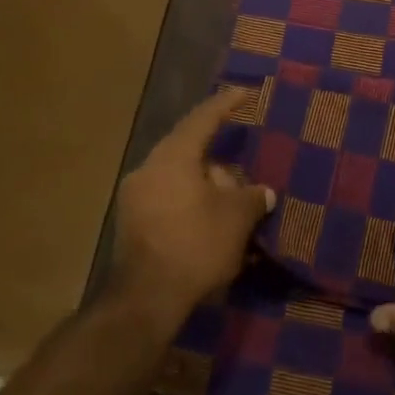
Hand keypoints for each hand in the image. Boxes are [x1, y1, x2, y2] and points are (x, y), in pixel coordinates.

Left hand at [109, 88, 273, 328]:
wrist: (145, 300)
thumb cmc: (195, 245)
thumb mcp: (236, 219)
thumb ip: (252, 198)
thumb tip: (262, 193)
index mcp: (173, 156)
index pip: (203, 118)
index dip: (225, 104)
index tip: (243, 93)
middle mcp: (149, 168)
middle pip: (189, 150)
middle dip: (219, 161)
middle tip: (243, 175)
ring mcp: (135, 197)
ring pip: (178, 177)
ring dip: (205, 185)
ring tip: (230, 202)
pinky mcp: (131, 224)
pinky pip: (167, 198)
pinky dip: (189, 202)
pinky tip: (209, 221)